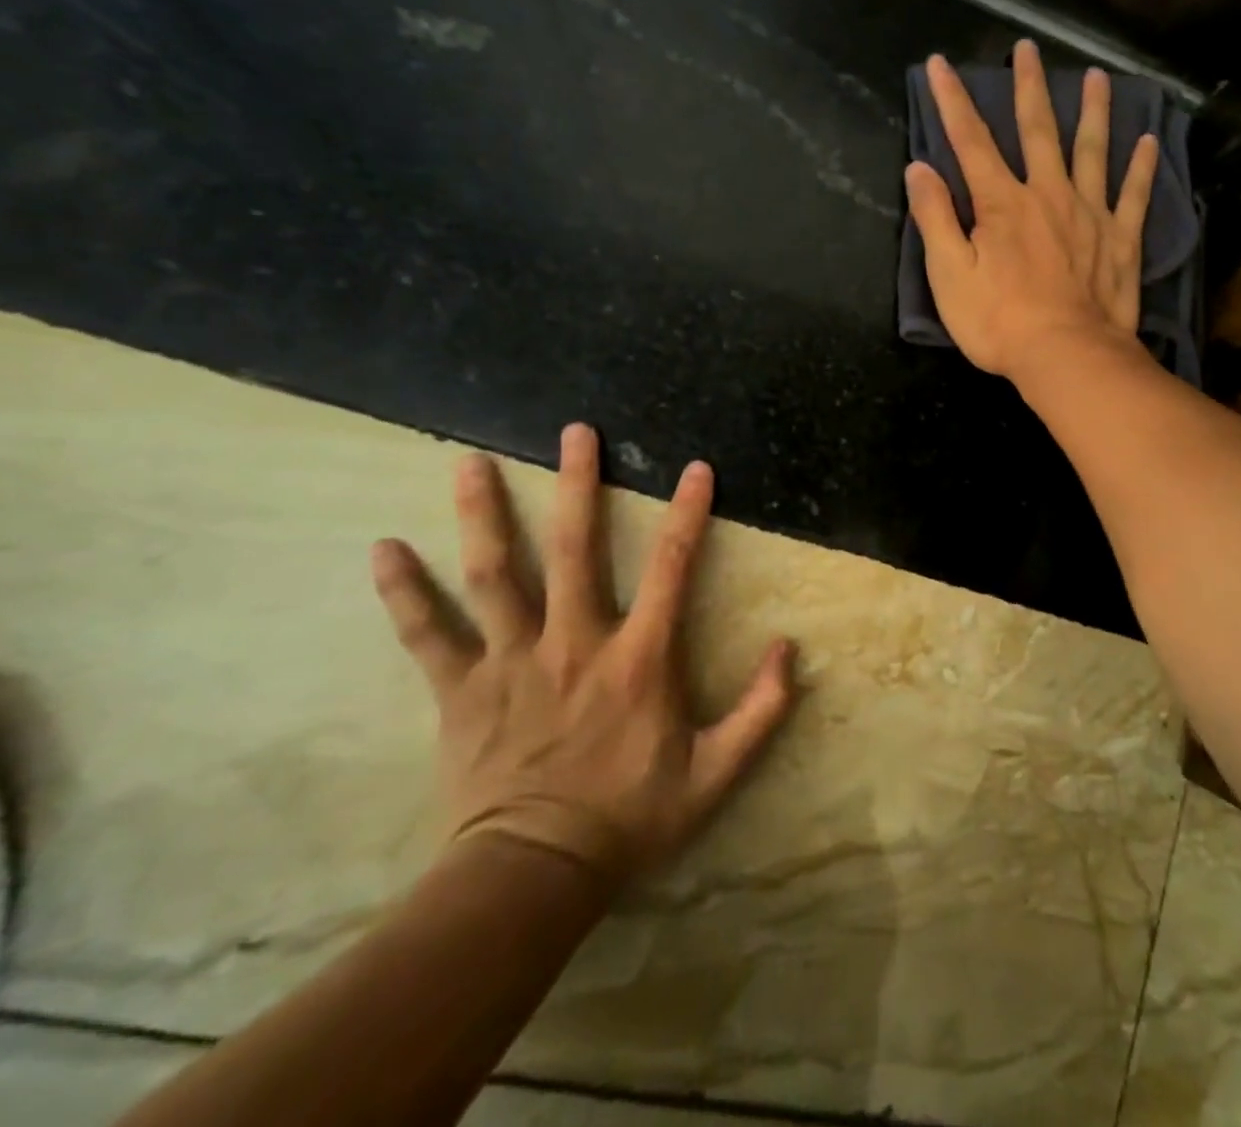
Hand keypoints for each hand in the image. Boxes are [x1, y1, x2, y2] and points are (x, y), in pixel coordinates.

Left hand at [369, 425, 794, 885]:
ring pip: (496, 575)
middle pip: (577, 549)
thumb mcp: (717, 773)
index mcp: (640, 658)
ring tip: (468, 463)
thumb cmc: (631, 817)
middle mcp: (576, 642)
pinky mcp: (461, 690)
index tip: (695, 467)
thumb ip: (762, 710)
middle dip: (579, 485)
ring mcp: (512, 662)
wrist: (533, 877)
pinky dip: (403, 592)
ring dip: (485, 516)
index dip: (688, 513)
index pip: (672, 567)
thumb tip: (789, 648)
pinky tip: (382, 550)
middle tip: (575, 432)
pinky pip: (426, 634)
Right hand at [905, 39, 1157, 380]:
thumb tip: (920, 168)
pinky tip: (1149, 141)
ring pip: (1092, 150)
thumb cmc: (999, 323)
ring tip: (1098, 77)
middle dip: (1028, 88)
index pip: (971, 141)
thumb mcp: (949, 276)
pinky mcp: (1121, 240)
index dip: (952, 101)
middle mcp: (1048, 195)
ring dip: (1094, 111)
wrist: (1066, 356)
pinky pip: (1133, 195)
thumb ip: (934, 219)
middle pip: (1037, 131)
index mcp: (1002, 203)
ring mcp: (1090, 214)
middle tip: (1027, 49)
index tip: (939, 64)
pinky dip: (1141, 167)